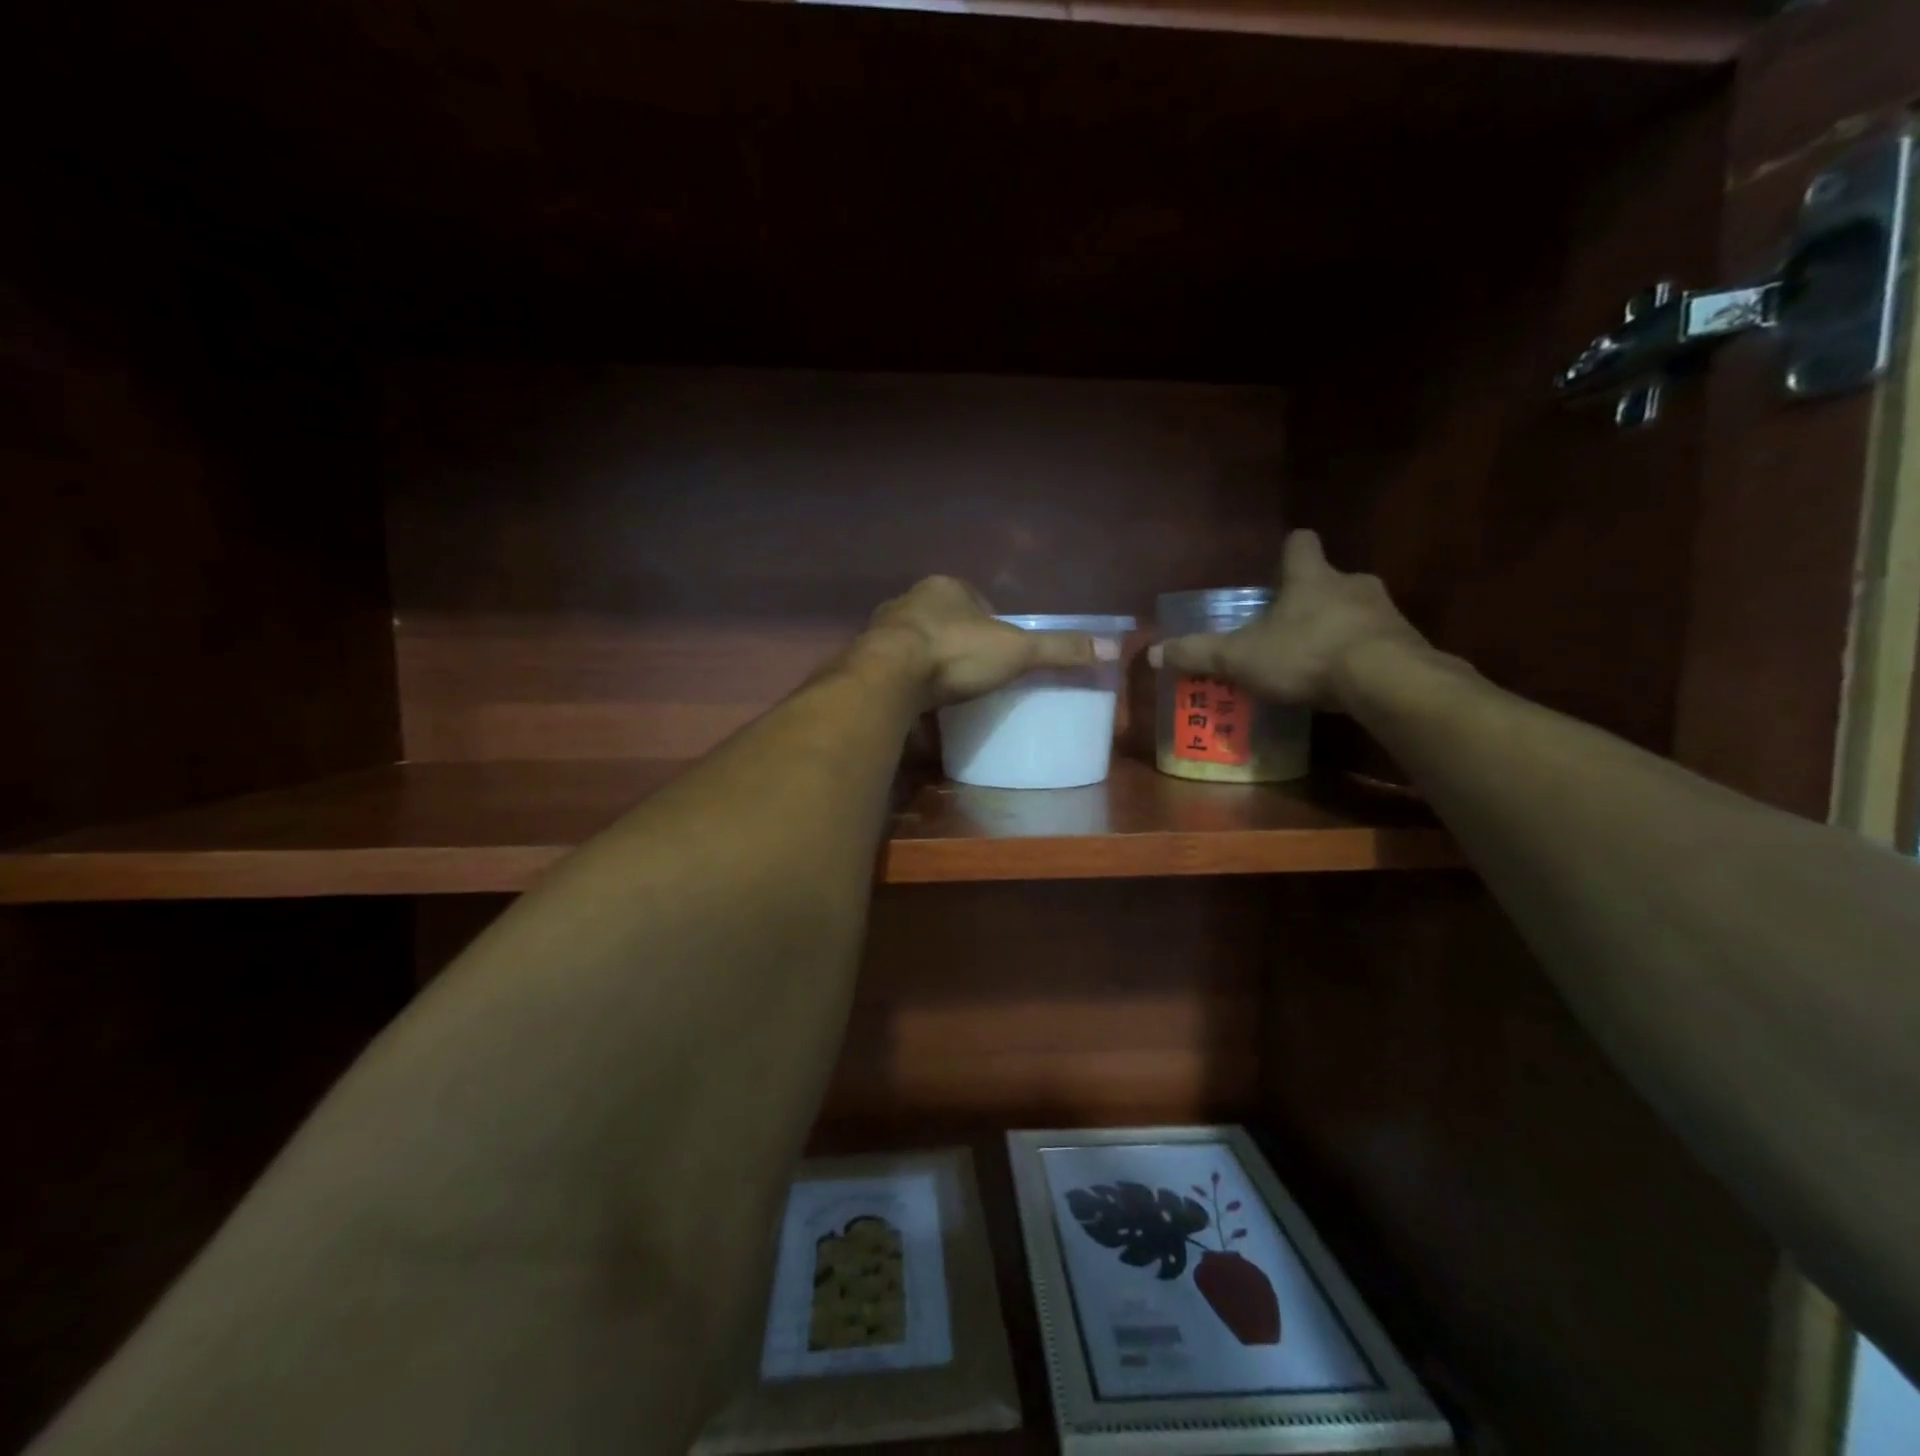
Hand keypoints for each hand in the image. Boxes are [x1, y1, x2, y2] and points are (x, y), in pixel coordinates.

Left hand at [860, 576, 1112, 709]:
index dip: (990, 621)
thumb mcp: (1016, 651)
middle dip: (958, 639)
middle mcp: (910, 600)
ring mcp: (884, 628)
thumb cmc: (955, 653)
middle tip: (975, 671)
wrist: (889, 678)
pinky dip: (907, 679)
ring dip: (930, 659)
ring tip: (947, 688)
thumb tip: (1111, 647)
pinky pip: (894, 666)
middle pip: (944, 618)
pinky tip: (918, 700)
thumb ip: (1057, 649)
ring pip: (915, 641)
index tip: (1000, 649)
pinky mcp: (865, 658)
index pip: (975, 599)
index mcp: (946, 587)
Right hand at [1150, 531, 1428, 708]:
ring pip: (1356, 612)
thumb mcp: (1240, 657)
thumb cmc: (1305, 654)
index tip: (1281, 562)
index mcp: (1310, 578)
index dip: (1289, 551)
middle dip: (1311, 600)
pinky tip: (1345, 684)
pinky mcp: (1407, 644)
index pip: (1300, 544)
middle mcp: (1351, 584)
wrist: (1385, 680)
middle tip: (1288, 627)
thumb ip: (1198, 654)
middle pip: (1330, 580)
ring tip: (1315, 662)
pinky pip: (1379, 644)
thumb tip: (1152, 653)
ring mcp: (1384, 613)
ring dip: (1337, 630)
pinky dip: (1361, 658)